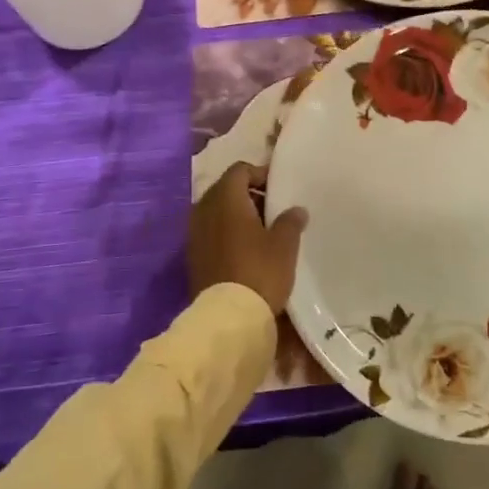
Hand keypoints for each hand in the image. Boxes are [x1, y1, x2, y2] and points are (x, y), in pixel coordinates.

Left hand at [189, 163, 306, 314]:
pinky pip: (210, 231)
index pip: (239, 170)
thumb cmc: (259, 271)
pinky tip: (245, 248)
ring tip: (260, 230)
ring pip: (216, 211)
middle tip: (271, 207)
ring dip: (235, 214)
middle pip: (225, 188)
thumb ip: (290, 221)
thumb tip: (296, 210)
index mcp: (226, 199)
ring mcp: (194, 234)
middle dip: (247, 193)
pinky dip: (225, 232)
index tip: (278, 187)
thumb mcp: (284, 245)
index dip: (259, 173)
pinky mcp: (192, 256)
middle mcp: (204, 210)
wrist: (227, 318)